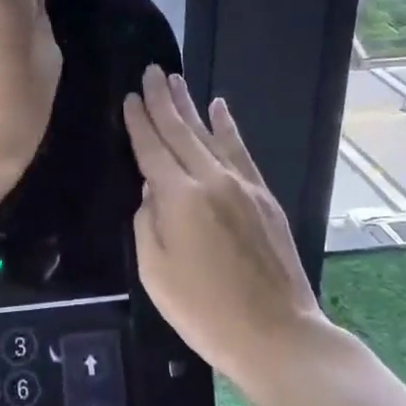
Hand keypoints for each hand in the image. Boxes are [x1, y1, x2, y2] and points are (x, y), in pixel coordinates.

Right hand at [124, 66, 326, 382]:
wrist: (276, 334)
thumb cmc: (204, 311)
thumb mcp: (155, 272)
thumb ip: (147, 222)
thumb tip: (151, 189)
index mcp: (179, 198)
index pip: (152, 148)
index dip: (139, 122)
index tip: (129, 97)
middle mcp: (211, 180)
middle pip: (181, 131)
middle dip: (163, 100)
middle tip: (151, 71)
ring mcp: (242, 186)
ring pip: (211, 135)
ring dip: (191, 106)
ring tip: (176, 80)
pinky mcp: (264, 197)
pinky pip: (241, 151)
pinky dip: (229, 128)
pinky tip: (220, 109)